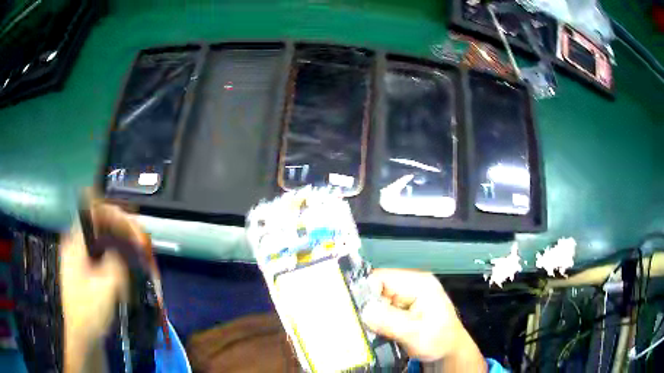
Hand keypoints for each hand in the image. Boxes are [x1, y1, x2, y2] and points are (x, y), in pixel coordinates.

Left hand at [60, 201, 149, 371]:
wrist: (82, 337)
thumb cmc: (90, 313)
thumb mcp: (106, 288)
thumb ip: (116, 262)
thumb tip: (124, 248)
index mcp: (75, 242)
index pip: (95, 211)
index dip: (116, 214)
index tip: (134, 228)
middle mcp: (76, 243)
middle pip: (100, 222)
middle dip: (122, 229)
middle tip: (141, 242)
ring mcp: (79, 256)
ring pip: (102, 237)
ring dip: (121, 242)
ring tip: (138, 254)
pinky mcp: (85, 269)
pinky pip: (102, 252)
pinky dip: (116, 255)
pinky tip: (127, 267)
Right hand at [361, 269, 485, 371]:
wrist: (448, 352)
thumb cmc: (439, 341)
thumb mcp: (416, 334)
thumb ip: (391, 322)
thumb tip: (364, 310)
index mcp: (419, 284)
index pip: (383, 277)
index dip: (365, 291)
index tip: (352, 310)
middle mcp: (411, 285)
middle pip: (377, 287)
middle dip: (365, 305)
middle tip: (354, 323)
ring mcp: (406, 295)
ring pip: (377, 299)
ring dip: (369, 314)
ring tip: (362, 328)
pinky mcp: (402, 307)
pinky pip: (381, 308)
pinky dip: (374, 319)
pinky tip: (371, 329)